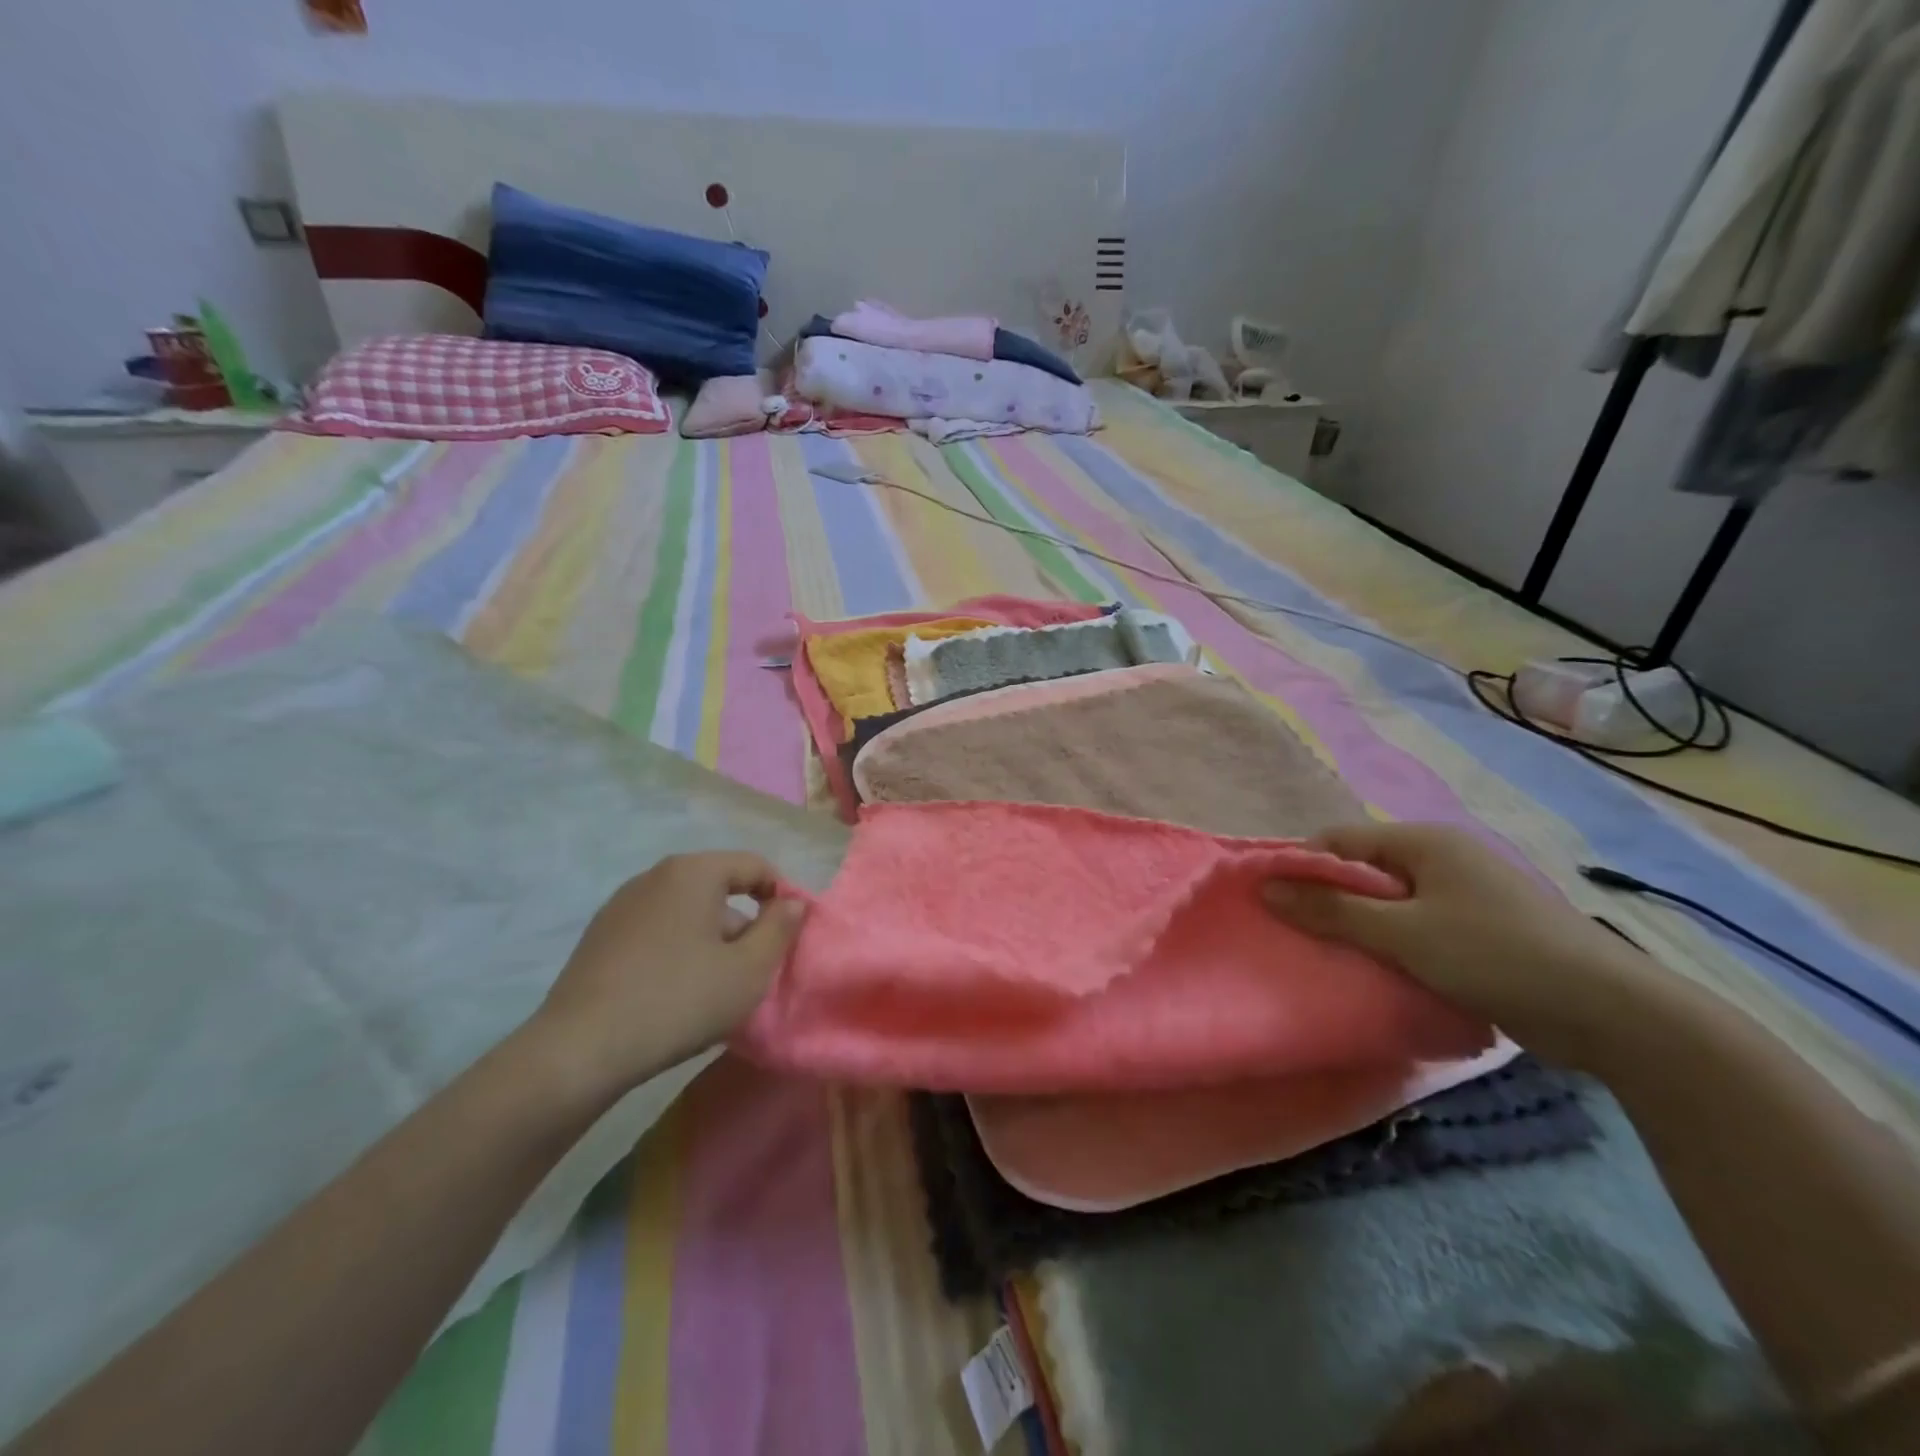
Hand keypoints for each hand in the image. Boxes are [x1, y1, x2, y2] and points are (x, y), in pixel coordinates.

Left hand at [529, 852, 803, 1102]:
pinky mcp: (599, 936)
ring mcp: (621, 905)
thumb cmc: (679, 1001)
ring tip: (713, 987)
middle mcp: (655, 876)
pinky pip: (656, 930)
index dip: (781, 896)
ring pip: (686, 911)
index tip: (788, 937)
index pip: (754, 866)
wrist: (580, 1050)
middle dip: (743, 923)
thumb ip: (780, 929)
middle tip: (752, 970)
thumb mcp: (749, 970)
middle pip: (718, 888)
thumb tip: (792, 903)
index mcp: (693, 871)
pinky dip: (676, 950)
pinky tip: (673, 993)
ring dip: (709, 939)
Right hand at [1260, 822, 1650, 1060]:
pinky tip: (1382, 971)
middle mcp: (1444, 858)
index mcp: (1424, 841)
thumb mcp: (1402, 933)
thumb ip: (1331, 910)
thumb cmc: (1494, 954)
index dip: (1303, 868)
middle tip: (1302, 936)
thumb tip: (1265, 888)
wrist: (1610, 1012)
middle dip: (1331, 901)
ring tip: (1335, 957)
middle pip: (1365, 870)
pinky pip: (1419, 926)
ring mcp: (1467, 893)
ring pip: (1391, 903)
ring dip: (1363, 928)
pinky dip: (1396, 944)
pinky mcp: (1483, 929)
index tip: (1276, 903)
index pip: (1341, 840)